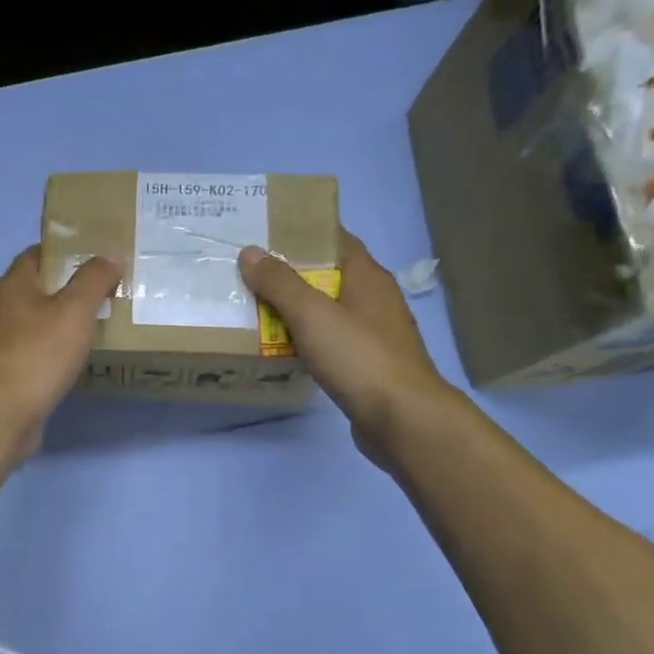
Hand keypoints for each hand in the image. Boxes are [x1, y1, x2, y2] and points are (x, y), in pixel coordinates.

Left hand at [0, 246, 122, 459]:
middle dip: (70, 288)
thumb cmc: (37, 353)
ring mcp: (3, 343)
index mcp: (14, 285)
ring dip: (64, 322)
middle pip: (39, 289)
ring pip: (39, 322)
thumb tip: (110, 254)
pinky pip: (38, 351)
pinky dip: (57, 350)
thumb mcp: (74, 310)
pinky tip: (78, 358)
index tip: (98, 255)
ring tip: (101, 322)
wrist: (0, 414)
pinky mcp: (8, 372)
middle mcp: (3, 309)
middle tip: (108, 290)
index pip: (38, 254)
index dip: (66, 251)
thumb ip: (94, 280)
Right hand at [239, 230, 455, 467]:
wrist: (402, 418)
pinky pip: (331, 342)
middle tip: (250, 274)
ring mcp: (374, 335)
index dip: (304, 234)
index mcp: (368, 277)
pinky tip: (283, 349)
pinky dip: (307, 340)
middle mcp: (375, 300)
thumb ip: (279, 283)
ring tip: (257, 310)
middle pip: (329, 276)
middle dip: (292, 274)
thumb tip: (250, 252)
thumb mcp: (312, 314)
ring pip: (329, 312)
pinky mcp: (368, 365)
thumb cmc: (359, 357)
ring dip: (297, 311)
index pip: (336, 240)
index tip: (266, 235)